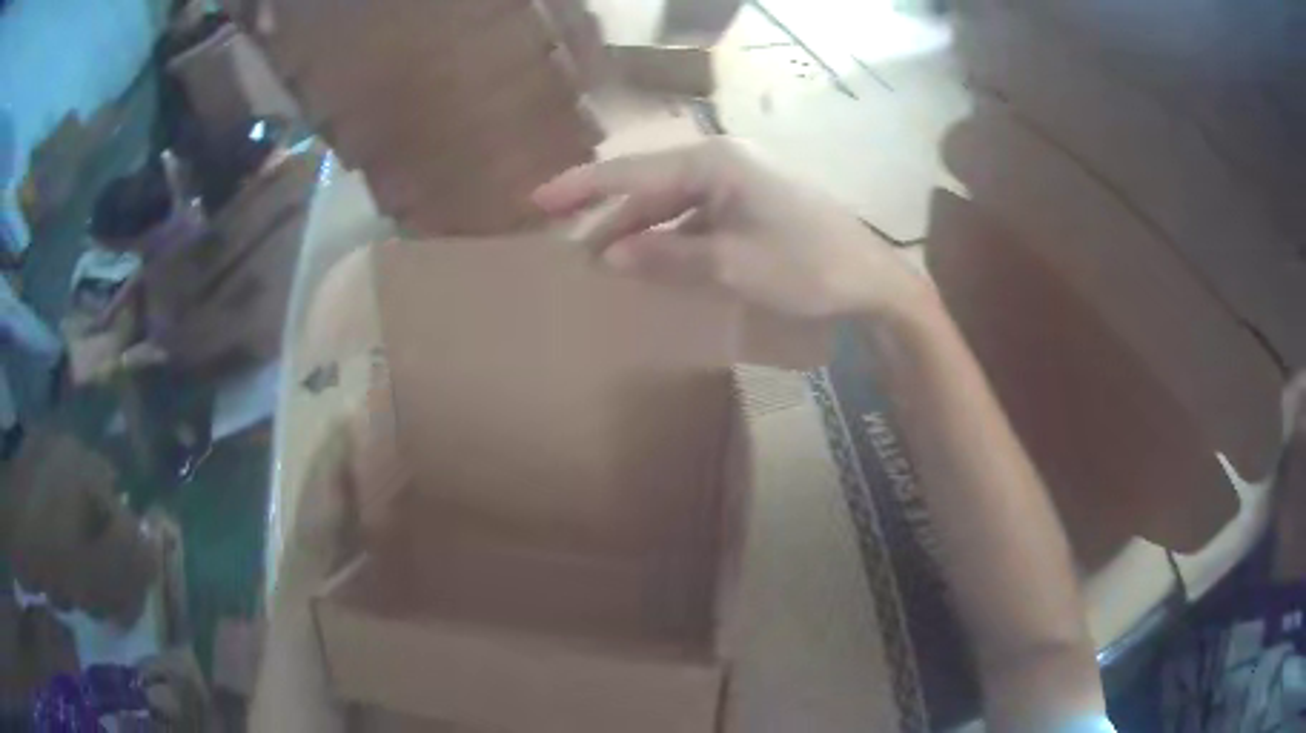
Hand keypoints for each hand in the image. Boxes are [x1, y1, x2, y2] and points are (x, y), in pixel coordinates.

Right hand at [532, 138, 923, 319]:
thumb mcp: (733, 264)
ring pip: (672, 203)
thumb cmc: (807, 266)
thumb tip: (611, 255)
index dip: (582, 187)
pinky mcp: (750, 205)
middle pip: (650, 185)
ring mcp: (739, 184)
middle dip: (609, 215)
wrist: (873, 281)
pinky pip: (696, 217)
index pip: (633, 173)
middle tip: (568, 246)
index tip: (537, 200)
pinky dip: (670, 239)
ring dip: (639, 231)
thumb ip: (668, 256)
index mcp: (715, 163)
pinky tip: (654, 262)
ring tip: (603, 262)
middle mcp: (723, 163)